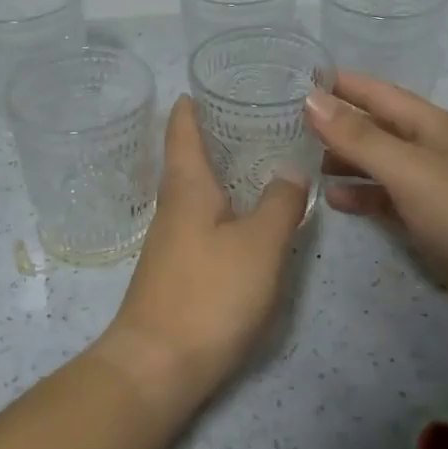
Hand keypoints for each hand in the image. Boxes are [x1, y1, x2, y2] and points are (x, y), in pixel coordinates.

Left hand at [94, 96, 308, 412]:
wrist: (157, 366)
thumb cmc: (209, 294)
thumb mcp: (259, 244)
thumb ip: (280, 203)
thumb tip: (290, 171)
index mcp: (187, 187)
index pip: (182, 129)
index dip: (192, 104)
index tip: (211, 83)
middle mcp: (173, 206)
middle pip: (188, 157)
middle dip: (215, 133)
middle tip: (255, 114)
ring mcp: (171, 239)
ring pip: (197, 190)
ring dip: (221, 169)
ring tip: (259, 157)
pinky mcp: (177, 268)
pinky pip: (202, 219)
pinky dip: (223, 204)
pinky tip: (246, 214)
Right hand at [304, 73, 447, 328]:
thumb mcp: (407, 168)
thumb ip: (358, 136)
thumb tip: (311, 99)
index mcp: (425, 124)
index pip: (374, 91)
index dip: (339, 84)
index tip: (295, 78)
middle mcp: (424, 146)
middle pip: (372, 126)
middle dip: (334, 123)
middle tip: (285, 124)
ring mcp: (427, 183)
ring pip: (375, 162)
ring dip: (342, 160)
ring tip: (300, 161)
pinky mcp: (427, 217)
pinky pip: (384, 197)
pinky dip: (360, 195)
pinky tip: (333, 200)